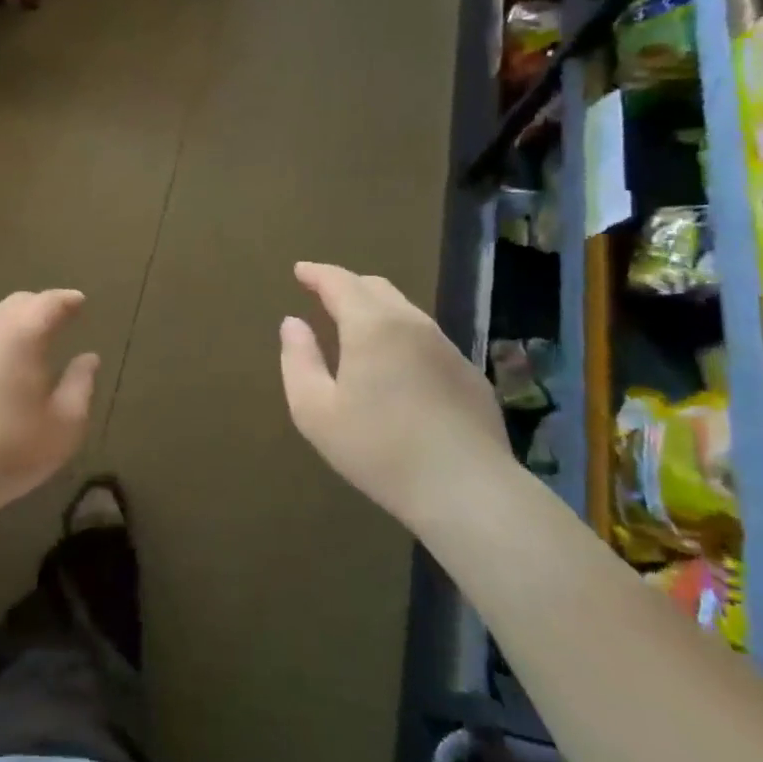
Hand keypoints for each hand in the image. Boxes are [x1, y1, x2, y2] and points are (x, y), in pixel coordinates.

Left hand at [0, 290, 100, 520]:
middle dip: (41, 306)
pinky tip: (3, 364)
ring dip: (16, 321)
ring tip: (34, 340)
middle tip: (61, 318)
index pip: (48, 303)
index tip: (80, 302)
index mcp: (22, 336)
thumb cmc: (11, 450)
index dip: (67, 300)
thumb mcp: (64, 425)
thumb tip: (88, 358)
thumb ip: (80, 385)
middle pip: (17, 303)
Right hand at [279, 262, 511, 522]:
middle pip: (376, 287)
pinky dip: (401, 336)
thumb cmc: (378, 449)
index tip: (299, 271)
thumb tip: (293, 323)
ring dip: (376, 310)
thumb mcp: (315, 411)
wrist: (467, 490)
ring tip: (356, 329)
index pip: (340, 282)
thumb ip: (299, 360)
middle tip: (323, 295)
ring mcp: (447, 348)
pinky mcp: (469, 374)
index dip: (317, 273)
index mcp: (372, 326)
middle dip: (346, 285)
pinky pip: (427, 340)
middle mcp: (413, 324)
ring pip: (405, 311)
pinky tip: (396, 367)